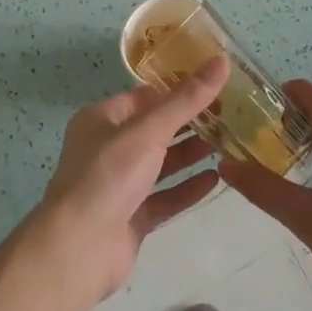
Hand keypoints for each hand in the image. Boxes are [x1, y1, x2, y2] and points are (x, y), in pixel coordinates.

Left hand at [35, 56, 229, 298]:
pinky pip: (165, 197)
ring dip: (191, 154)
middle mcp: (108, 148)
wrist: (80, 249)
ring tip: (229, 143)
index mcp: (102, 119)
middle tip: (231, 114)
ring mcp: (120, 185)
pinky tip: (216, 179)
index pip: (145, 96)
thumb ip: (186, 100)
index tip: (216, 84)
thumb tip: (221, 61)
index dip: (179, 89)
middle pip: (155, 129)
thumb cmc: (109, 175)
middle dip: (190, 122)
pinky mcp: (132, 217)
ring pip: (161, 164)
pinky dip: (187, 188)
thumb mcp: (148, 130)